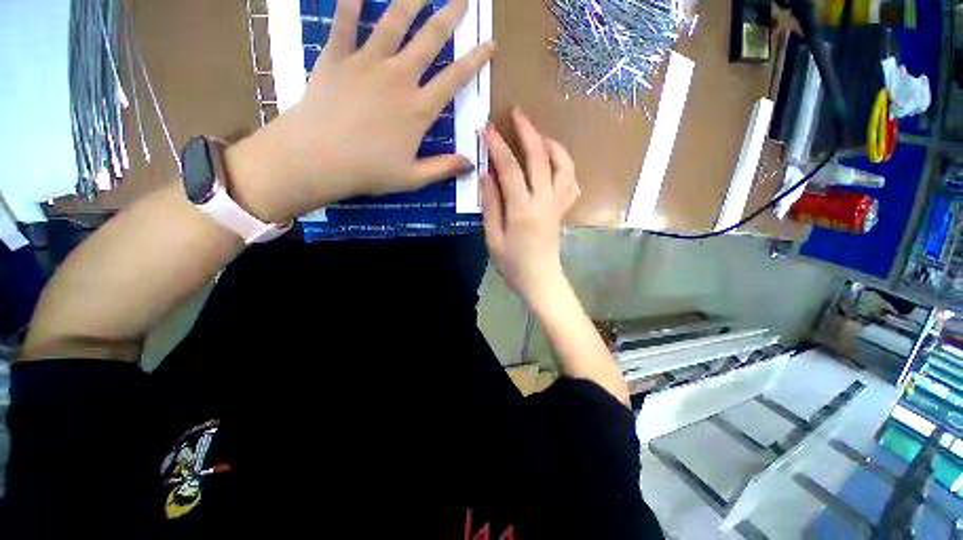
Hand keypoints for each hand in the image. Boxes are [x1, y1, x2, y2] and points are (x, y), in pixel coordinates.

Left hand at [228, 0, 493, 222]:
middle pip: (430, 39)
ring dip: (411, 0)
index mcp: (419, 109)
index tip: (489, 43)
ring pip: (393, 21)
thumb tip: (471, 164)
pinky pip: (344, 21)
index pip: (455, 78)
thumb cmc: (369, 171)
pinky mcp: (336, 57)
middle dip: (450, 16)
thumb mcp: (413, 177)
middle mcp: (398, 78)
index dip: (475, 59)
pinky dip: (351, 2)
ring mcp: (366, 63)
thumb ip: (443, 168)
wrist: (317, 159)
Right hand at [482, 108, 580, 304]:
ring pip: (564, 166)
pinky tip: (554, 164)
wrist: (541, 281)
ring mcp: (558, 204)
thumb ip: (490, 205)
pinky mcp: (563, 210)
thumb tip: (486, 175)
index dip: (498, 146)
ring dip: (552, 145)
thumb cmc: (513, 264)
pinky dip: (565, 167)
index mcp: (522, 210)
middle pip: (540, 158)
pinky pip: (571, 183)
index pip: (510, 169)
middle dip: (528, 131)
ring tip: (538, 136)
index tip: (487, 129)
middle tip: (517, 113)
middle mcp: (544, 201)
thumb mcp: (493, 238)